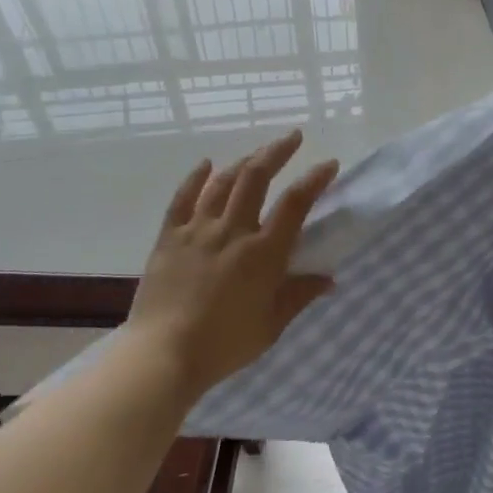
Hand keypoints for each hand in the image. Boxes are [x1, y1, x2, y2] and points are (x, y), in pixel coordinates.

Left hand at [127, 129, 339, 400]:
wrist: (163, 356)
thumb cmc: (224, 344)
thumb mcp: (271, 325)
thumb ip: (299, 295)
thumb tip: (329, 279)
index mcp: (263, 252)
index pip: (295, 203)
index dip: (315, 179)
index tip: (329, 164)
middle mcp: (232, 231)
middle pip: (256, 177)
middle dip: (277, 151)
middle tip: (292, 137)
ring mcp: (198, 230)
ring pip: (223, 182)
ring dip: (244, 162)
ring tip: (257, 154)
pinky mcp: (169, 237)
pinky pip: (182, 198)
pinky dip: (195, 178)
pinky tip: (205, 164)